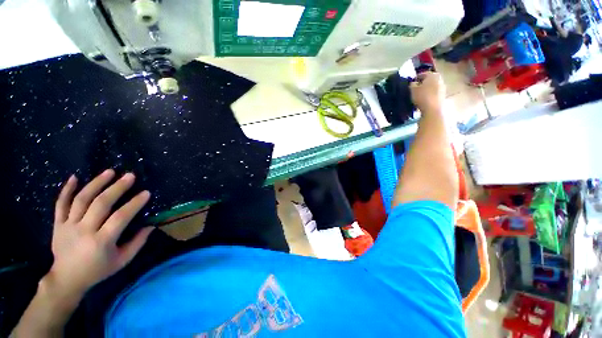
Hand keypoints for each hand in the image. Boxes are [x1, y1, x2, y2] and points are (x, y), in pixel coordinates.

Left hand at [46, 169, 152, 298]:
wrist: (66, 279)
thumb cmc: (98, 270)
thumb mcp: (122, 261)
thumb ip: (138, 243)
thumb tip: (151, 225)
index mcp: (101, 241)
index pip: (120, 217)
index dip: (134, 204)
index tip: (146, 193)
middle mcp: (84, 231)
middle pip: (100, 204)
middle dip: (117, 188)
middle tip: (130, 176)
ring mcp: (68, 226)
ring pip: (81, 200)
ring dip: (96, 183)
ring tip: (109, 172)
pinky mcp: (58, 224)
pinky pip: (60, 204)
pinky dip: (66, 190)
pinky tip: (75, 177)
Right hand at [410, 71, 445, 113]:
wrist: (433, 108)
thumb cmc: (422, 96)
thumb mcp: (413, 90)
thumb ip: (412, 84)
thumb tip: (414, 83)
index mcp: (432, 74)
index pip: (422, 74)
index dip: (416, 78)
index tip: (411, 83)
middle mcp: (439, 78)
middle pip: (429, 79)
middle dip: (422, 83)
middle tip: (415, 89)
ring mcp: (442, 87)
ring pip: (432, 86)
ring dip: (426, 89)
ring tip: (420, 95)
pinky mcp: (443, 95)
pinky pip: (434, 92)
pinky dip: (430, 94)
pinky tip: (425, 99)